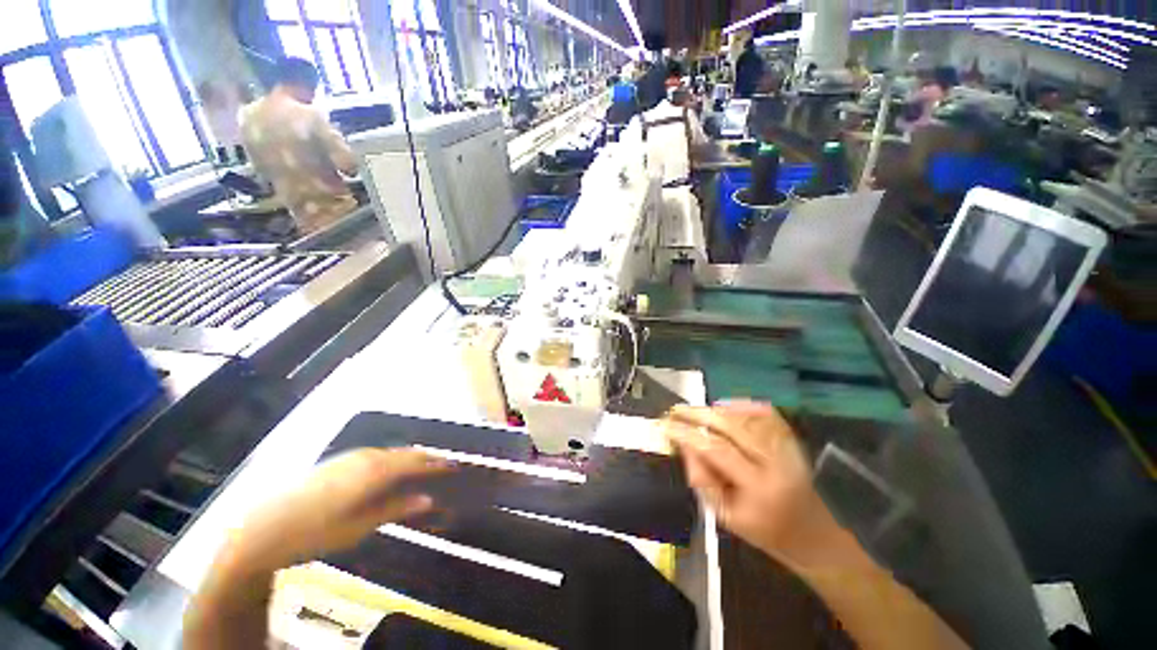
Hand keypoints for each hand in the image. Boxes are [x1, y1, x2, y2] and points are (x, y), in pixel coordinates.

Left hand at [227, 448, 447, 573]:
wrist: (260, 529)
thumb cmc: (313, 533)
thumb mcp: (358, 527)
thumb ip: (395, 509)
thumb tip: (428, 499)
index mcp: (375, 471)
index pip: (415, 462)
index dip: (436, 464)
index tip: (454, 466)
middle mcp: (366, 457)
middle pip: (405, 453)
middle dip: (426, 459)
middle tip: (443, 466)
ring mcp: (350, 457)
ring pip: (390, 453)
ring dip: (408, 459)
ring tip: (421, 469)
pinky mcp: (337, 462)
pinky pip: (375, 456)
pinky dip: (390, 461)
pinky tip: (389, 472)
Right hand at [663, 402, 843, 568]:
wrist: (810, 532)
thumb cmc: (763, 529)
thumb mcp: (723, 515)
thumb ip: (701, 477)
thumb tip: (683, 443)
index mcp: (760, 486)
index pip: (717, 449)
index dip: (687, 434)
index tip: (665, 425)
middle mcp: (776, 460)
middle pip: (730, 425)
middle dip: (697, 414)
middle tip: (675, 411)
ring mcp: (786, 444)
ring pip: (743, 415)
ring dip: (713, 409)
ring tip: (693, 413)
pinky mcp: (790, 436)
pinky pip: (760, 410)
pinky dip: (738, 405)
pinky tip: (722, 409)